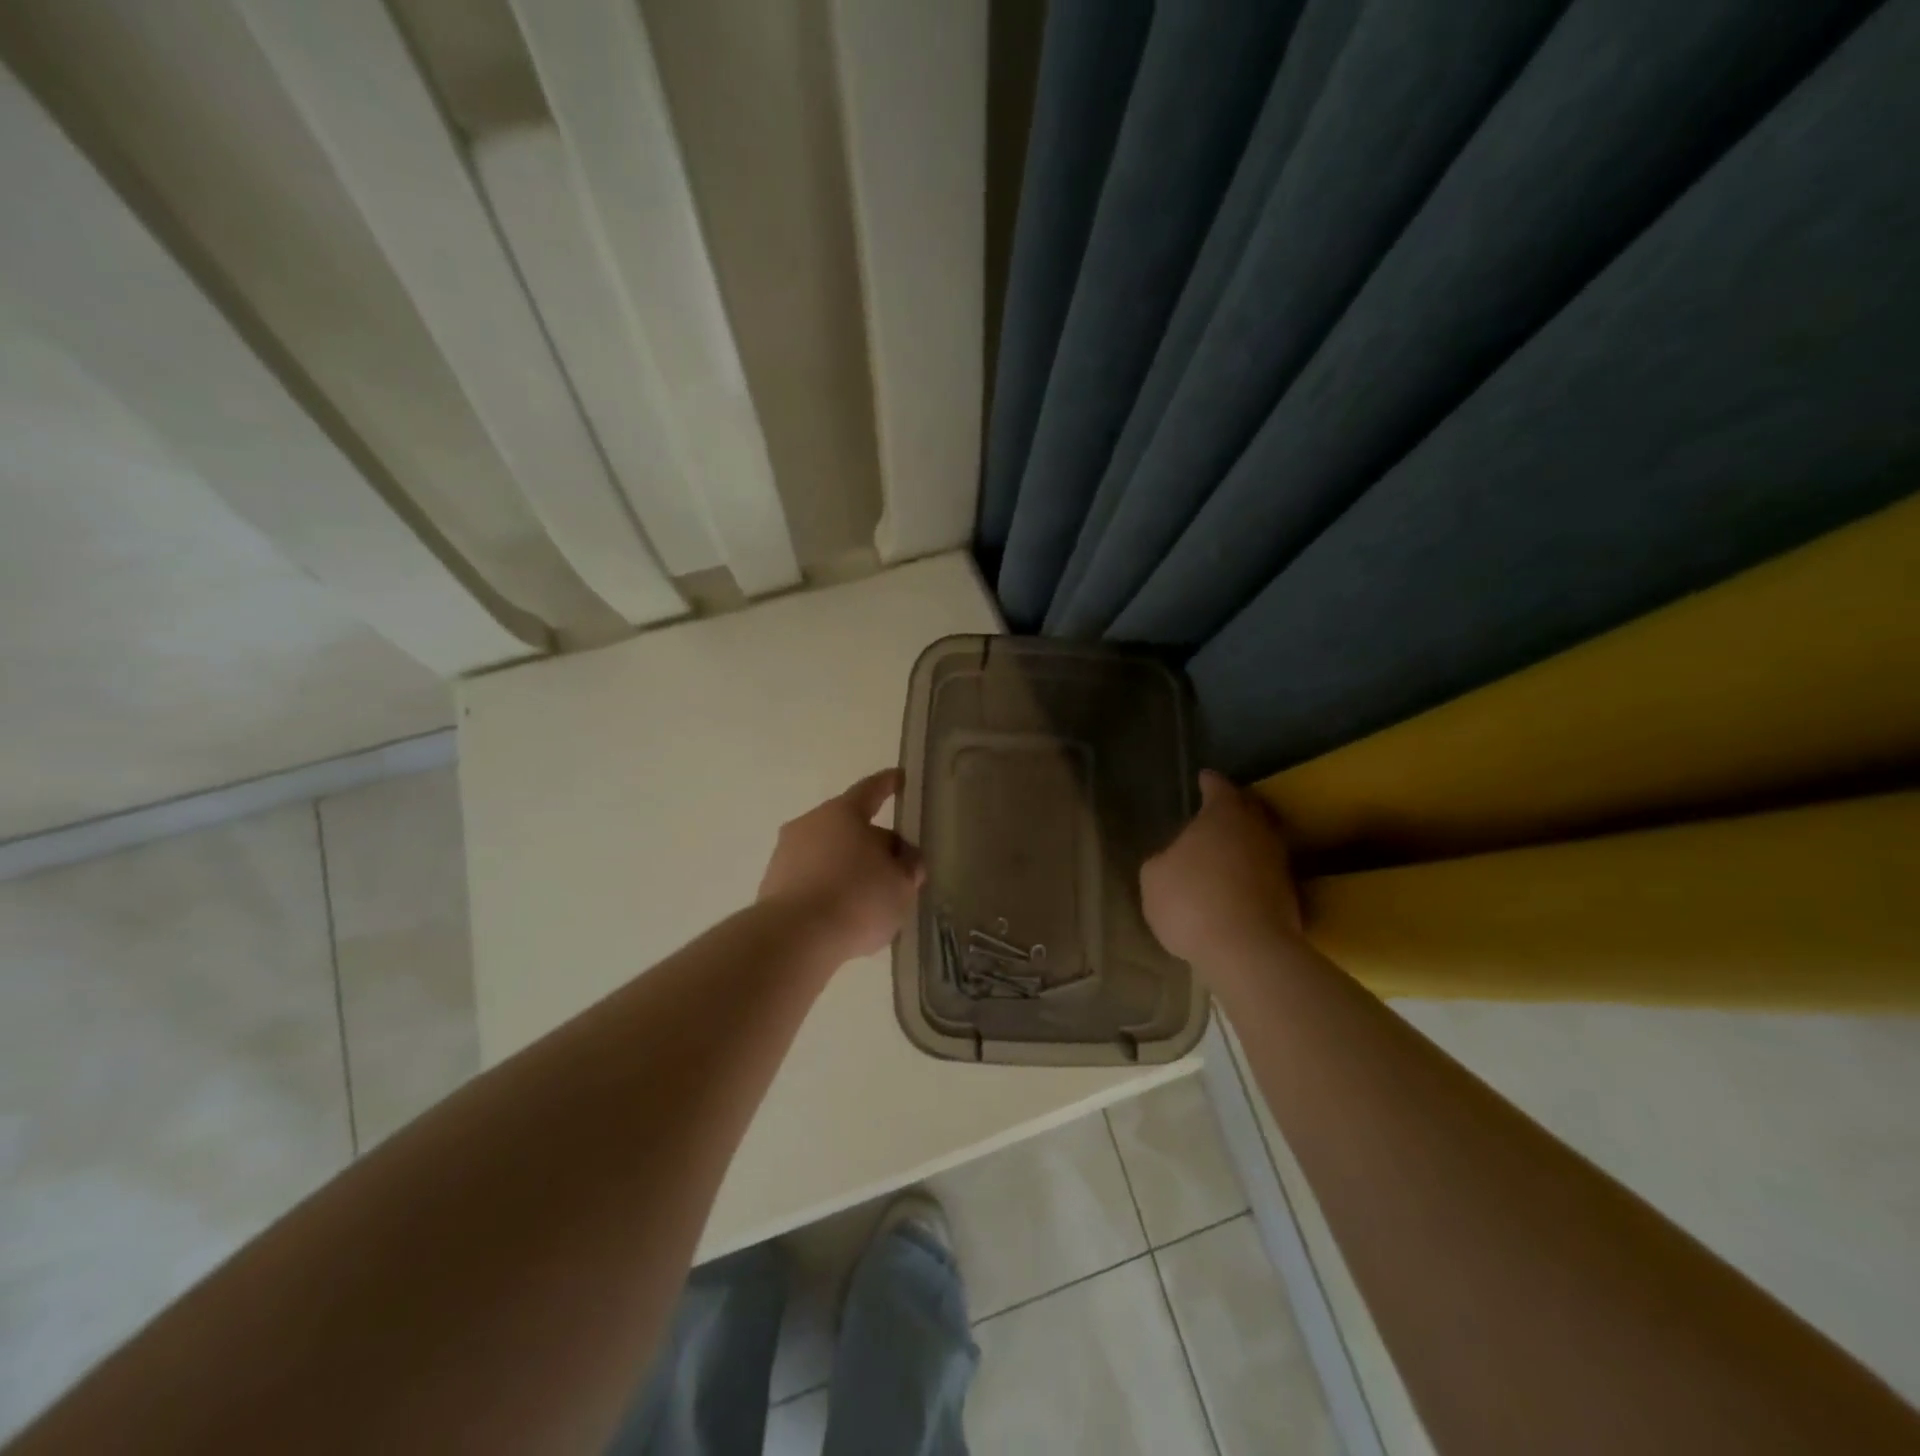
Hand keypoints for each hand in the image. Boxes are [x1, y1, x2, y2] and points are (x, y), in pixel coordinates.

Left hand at [759, 769, 924, 962]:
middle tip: (896, 868)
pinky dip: (829, 890)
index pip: (871, 790)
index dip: (888, 784)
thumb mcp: (902, 885)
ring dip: (848, 868)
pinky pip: (811, 880)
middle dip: (873, 843)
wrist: (795, 939)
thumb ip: (908, 867)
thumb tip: (904, 860)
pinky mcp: (772, 886)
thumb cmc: (857, 900)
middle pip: (849, 826)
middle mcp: (810, 824)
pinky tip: (844, 916)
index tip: (900, 778)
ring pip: (828, 854)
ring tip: (871, 899)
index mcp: (843, 813)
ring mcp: (786, 854)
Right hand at [1141, 771, 1301, 968]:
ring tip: (1226, 851)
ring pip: (1261, 842)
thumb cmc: (1192, 900)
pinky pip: (1266, 874)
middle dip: (1235, 807)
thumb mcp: (1154, 877)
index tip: (1203, 777)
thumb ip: (1163, 859)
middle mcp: (1258, 830)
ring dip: (1245, 844)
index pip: (1218, 787)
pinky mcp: (1292, 898)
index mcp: (1224, 815)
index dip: (1208, 782)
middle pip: (1249, 809)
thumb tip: (1173, 860)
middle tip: (1218, 810)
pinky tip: (1237, 886)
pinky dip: (1252, 874)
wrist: (1248, 952)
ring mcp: (1279, 864)